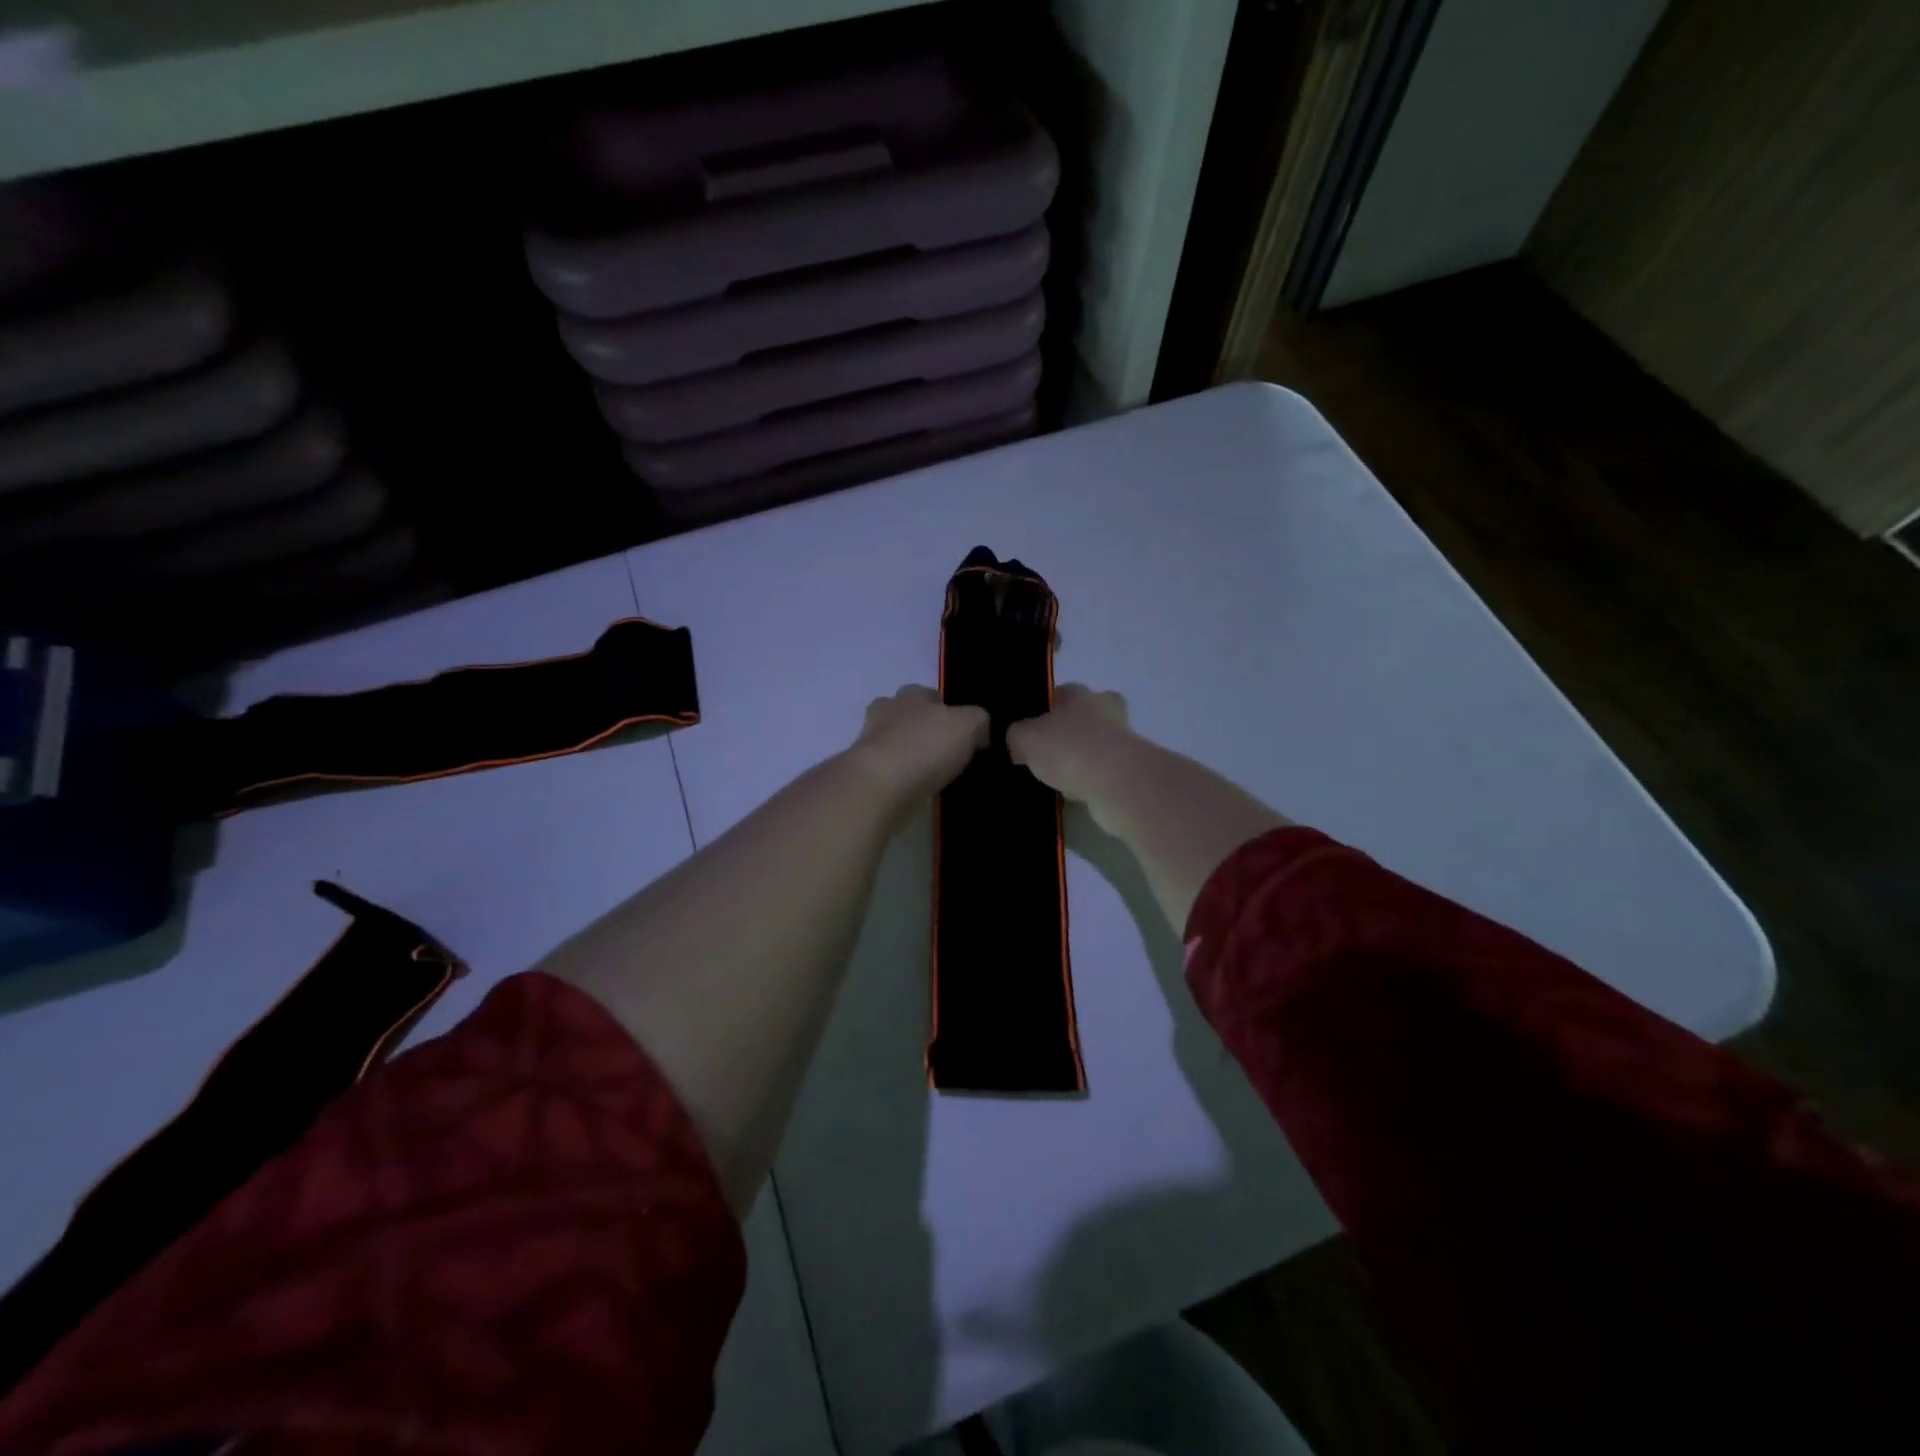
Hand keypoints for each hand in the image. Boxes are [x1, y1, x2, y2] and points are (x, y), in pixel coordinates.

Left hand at [847, 686, 989, 809]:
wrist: (881, 786)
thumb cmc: (926, 746)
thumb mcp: (969, 724)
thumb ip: (978, 721)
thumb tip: (979, 732)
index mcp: (910, 695)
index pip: (929, 693)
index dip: (947, 709)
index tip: (962, 730)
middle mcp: (886, 713)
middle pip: (907, 716)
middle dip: (924, 730)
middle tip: (948, 751)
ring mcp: (871, 743)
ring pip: (896, 743)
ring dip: (912, 755)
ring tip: (936, 774)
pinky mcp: (865, 773)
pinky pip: (890, 770)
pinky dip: (903, 778)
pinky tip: (920, 790)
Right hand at [1007, 684, 1134, 815]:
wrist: (1117, 783)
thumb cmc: (1069, 748)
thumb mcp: (1025, 738)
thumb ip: (1016, 735)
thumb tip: (1017, 741)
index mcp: (1081, 694)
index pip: (1062, 692)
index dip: (1045, 707)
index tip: (1031, 727)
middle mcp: (1106, 711)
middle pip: (1085, 716)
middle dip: (1069, 731)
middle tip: (1047, 751)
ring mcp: (1123, 741)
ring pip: (1096, 745)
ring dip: (1081, 758)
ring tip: (1056, 778)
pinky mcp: (1132, 770)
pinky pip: (1103, 772)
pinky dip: (1090, 780)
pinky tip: (1073, 794)